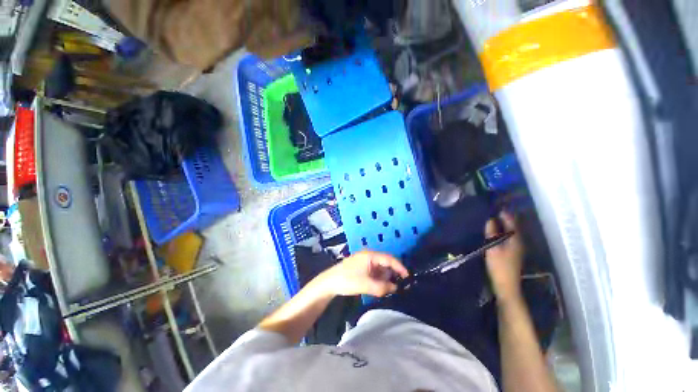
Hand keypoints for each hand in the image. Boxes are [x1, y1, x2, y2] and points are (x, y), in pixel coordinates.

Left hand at [318, 251, 408, 296]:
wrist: (330, 282)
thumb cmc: (347, 280)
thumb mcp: (366, 285)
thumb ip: (382, 287)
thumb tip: (395, 288)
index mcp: (370, 255)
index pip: (389, 259)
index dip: (400, 267)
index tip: (408, 277)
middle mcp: (369, 256)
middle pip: (386, 263)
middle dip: (393, 274)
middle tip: (399, 286)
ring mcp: (365, 261)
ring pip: (381, 268)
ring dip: (386, 278)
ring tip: (389, 288)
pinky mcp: (362, 267)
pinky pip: (375, 272)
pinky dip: (379, 279)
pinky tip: (380, 287)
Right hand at [485, 212, 523, 303]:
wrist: (506, 285)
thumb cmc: (499, 266)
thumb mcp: (492, 248)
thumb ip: (492, 233)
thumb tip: (490, 220)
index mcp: (515, 239)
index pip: (511, 222)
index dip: (505, 213)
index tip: (497, 205)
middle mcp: (519, 241)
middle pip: (514, 226)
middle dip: (506, 217)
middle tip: (495, 209)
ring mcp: (517, 247)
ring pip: (512, 231)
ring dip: (505, 224)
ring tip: (495, 217)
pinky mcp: (513, 252)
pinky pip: (509, 237)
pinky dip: (504, 231)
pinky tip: (497, 231)